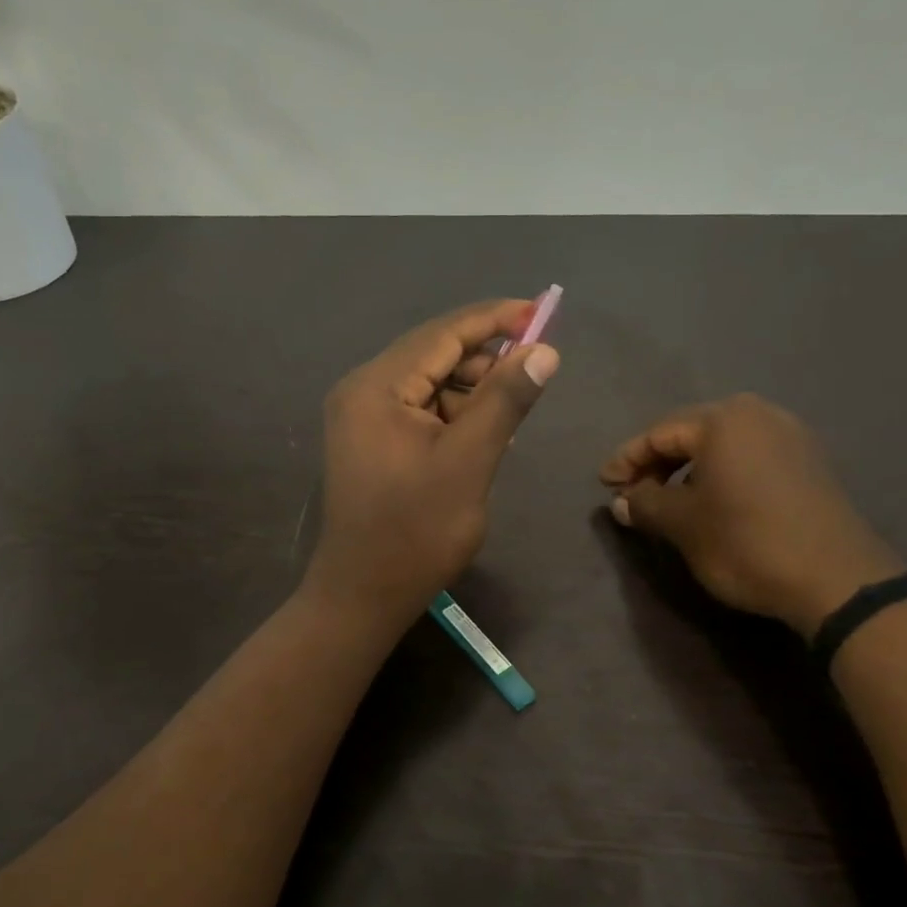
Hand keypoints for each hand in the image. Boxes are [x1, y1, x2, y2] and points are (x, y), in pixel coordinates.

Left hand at [304, 301, 560, 629]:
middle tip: (533, 373)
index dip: (494, 320)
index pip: (442, 334)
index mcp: (376, 387)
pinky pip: (419, 411)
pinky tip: (482, 436)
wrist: (364, 595)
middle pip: (433, 354)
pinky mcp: (370, 442)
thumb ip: (505, 400)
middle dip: (485, 360)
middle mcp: (362, 391)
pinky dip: (453, 416)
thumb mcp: (469, 462)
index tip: (540, 312)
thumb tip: (543, 350)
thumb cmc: (416, 531)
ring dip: (471, 392)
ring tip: (510, 417)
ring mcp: (362, 417)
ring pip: (429, 385)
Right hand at [599, 395, 903, 635]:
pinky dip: (722, 472)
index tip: (605, 485)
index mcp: (723, 420)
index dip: (627, 460)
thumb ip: (646, 504)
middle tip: (634, 492)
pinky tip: (712, 499)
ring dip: (689, 468)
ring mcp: (790, 435)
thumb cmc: (746, 543)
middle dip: (658, 462)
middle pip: (691, 432)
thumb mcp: (683, 525)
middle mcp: (758, 414)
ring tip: (669, 499)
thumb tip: (622, 501)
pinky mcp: (809, 460)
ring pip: (722, 444)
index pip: (659, 433)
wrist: (836, 579)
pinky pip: (750, 455)